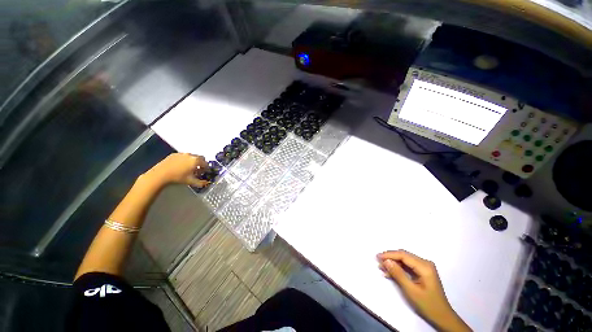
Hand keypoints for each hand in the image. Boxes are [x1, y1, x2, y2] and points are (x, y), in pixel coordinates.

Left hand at [143, 153, 209, 187]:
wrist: (160, 175)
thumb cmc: (178, 178)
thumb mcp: (191, 181)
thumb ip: (201, 182)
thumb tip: (207, 183)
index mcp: (196, 161)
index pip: (206, 163)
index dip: (206, 169)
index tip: (204, 173)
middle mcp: (190, 155)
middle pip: (200, 158)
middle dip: (200, 163)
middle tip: (197, 170)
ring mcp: (182, 154)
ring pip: (191, 156)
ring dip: (192, 161)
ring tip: (188, 168)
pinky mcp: (174, 154)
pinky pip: (183, 156)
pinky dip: (184, 160)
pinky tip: (180, 166)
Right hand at [377, 250, 470, 331]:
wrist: (442, 317)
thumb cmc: (428, 304)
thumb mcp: (411, 290)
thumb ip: (398, 274)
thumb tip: (386, 261)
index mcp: (424, 266)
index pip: (403, 255)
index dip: (389, 255)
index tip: (377, 257)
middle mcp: (425, 263)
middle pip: (403, 255)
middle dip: (390, 258)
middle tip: (378, 262)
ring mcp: (424, 267)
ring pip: (404, 260)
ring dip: (393, 263)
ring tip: (382, 267)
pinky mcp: (422, 272)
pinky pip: (407, 266)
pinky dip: (398, 268)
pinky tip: (390, 272)